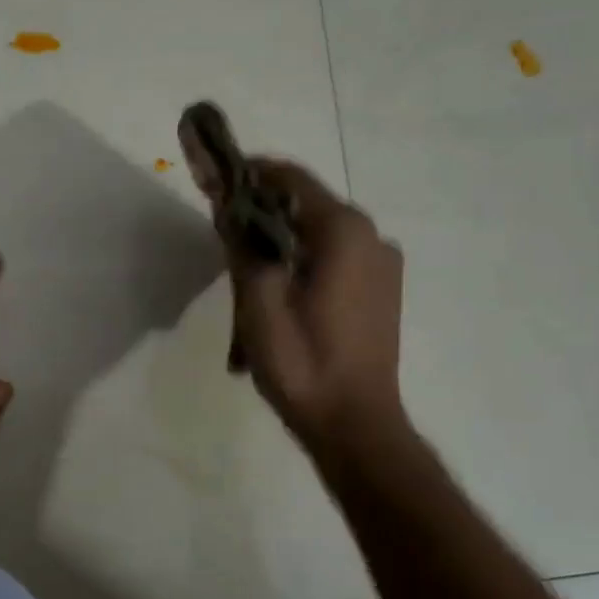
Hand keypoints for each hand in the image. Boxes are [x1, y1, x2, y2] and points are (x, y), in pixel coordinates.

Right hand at [219, 160, 405, 447]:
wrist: (355, 425)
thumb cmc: (303, 364)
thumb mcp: (258, 303)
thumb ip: (242, 244)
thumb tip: (225, 201)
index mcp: (344, 231)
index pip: (290, 178)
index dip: (249, 173)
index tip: (214, 180)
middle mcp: (372, 236)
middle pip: (306, 206)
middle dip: (262, 213)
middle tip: (224, 237)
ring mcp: (384, 264)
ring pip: (321, 234)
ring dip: (282, 241)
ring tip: (248, 275)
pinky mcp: (384, 290)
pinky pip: (337, 258)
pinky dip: (305, 261)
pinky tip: (281, 295)